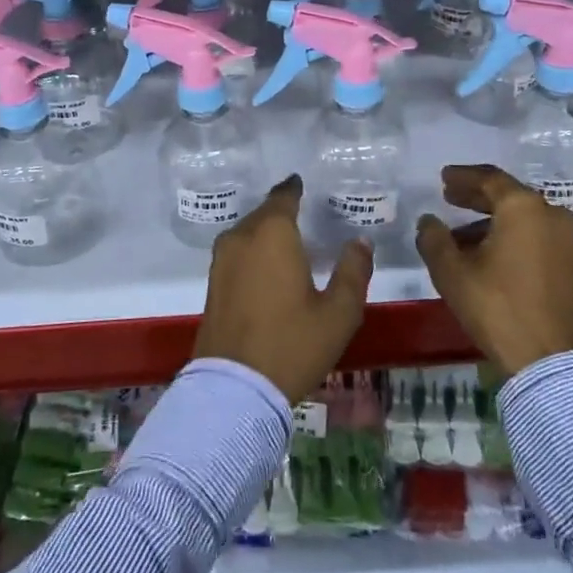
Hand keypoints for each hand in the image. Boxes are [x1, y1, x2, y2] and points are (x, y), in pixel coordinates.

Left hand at [191, 175, 372, 402]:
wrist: (233, 388)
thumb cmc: (291, 344)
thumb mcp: (338, 313)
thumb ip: (353, 272)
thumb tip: (359, 241)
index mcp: (273, 233)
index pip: (284, 196)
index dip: (295, 188)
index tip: (304, 184)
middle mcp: (242, 237)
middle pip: (265, 213)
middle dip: (283, 211)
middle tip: (306, 214)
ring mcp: (222, 260)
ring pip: (248, 232)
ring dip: (267, 232)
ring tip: (290, 241)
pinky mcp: (212, 282)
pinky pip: (238, 252)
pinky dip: (254, 251)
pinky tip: (269, 267)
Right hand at [415, 164, 572, 375]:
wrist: (551, 360)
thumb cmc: (498, 306)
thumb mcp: (452, 272)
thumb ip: (434, 239)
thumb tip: (428, 221)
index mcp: (523, 207)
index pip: (489, 178)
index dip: (462, 177)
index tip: (443, 178)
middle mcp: (550, 214)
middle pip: (508, 195)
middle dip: (476, 197)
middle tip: (449, 198)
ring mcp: (565, 240)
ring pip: (521, 218)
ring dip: (490, 221)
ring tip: (458, 235)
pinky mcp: (570, 263)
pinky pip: (533, 235)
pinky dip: (508, 236)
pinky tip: (484, 254)